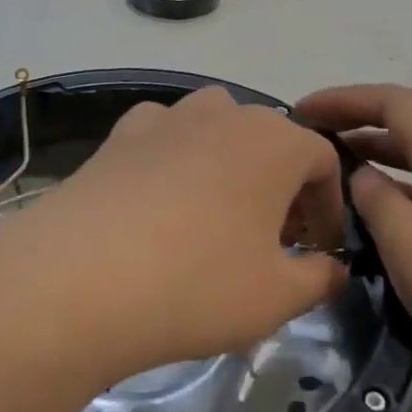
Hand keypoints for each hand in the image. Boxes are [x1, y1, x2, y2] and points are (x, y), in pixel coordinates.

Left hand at [0, 88, 348, 386]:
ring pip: (213, 128)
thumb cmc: (197, 284)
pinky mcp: (116, 137)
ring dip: (227, 163)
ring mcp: (163, 120)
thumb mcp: (277, 297)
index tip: (320, 249)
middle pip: (268, 140)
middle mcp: (221, 114)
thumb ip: (319, 278)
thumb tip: (333, 267)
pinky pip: (160, 137)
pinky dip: (171, 159)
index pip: (323, 160)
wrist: (79, 279)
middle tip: (271, 239)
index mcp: (273, 141)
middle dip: (280, 185)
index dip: (329, 206)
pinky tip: (159, 202)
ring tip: (216, 216)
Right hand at [297, 84, 411, 401]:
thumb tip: (360, 175)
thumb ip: (380, 205)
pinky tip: (377, 211)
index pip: (398, 103)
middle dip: (362, 114)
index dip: (348, 98)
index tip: (302, 111)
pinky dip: (397, 182)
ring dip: (378, 146)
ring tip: (335, 164)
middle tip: (315, 131)